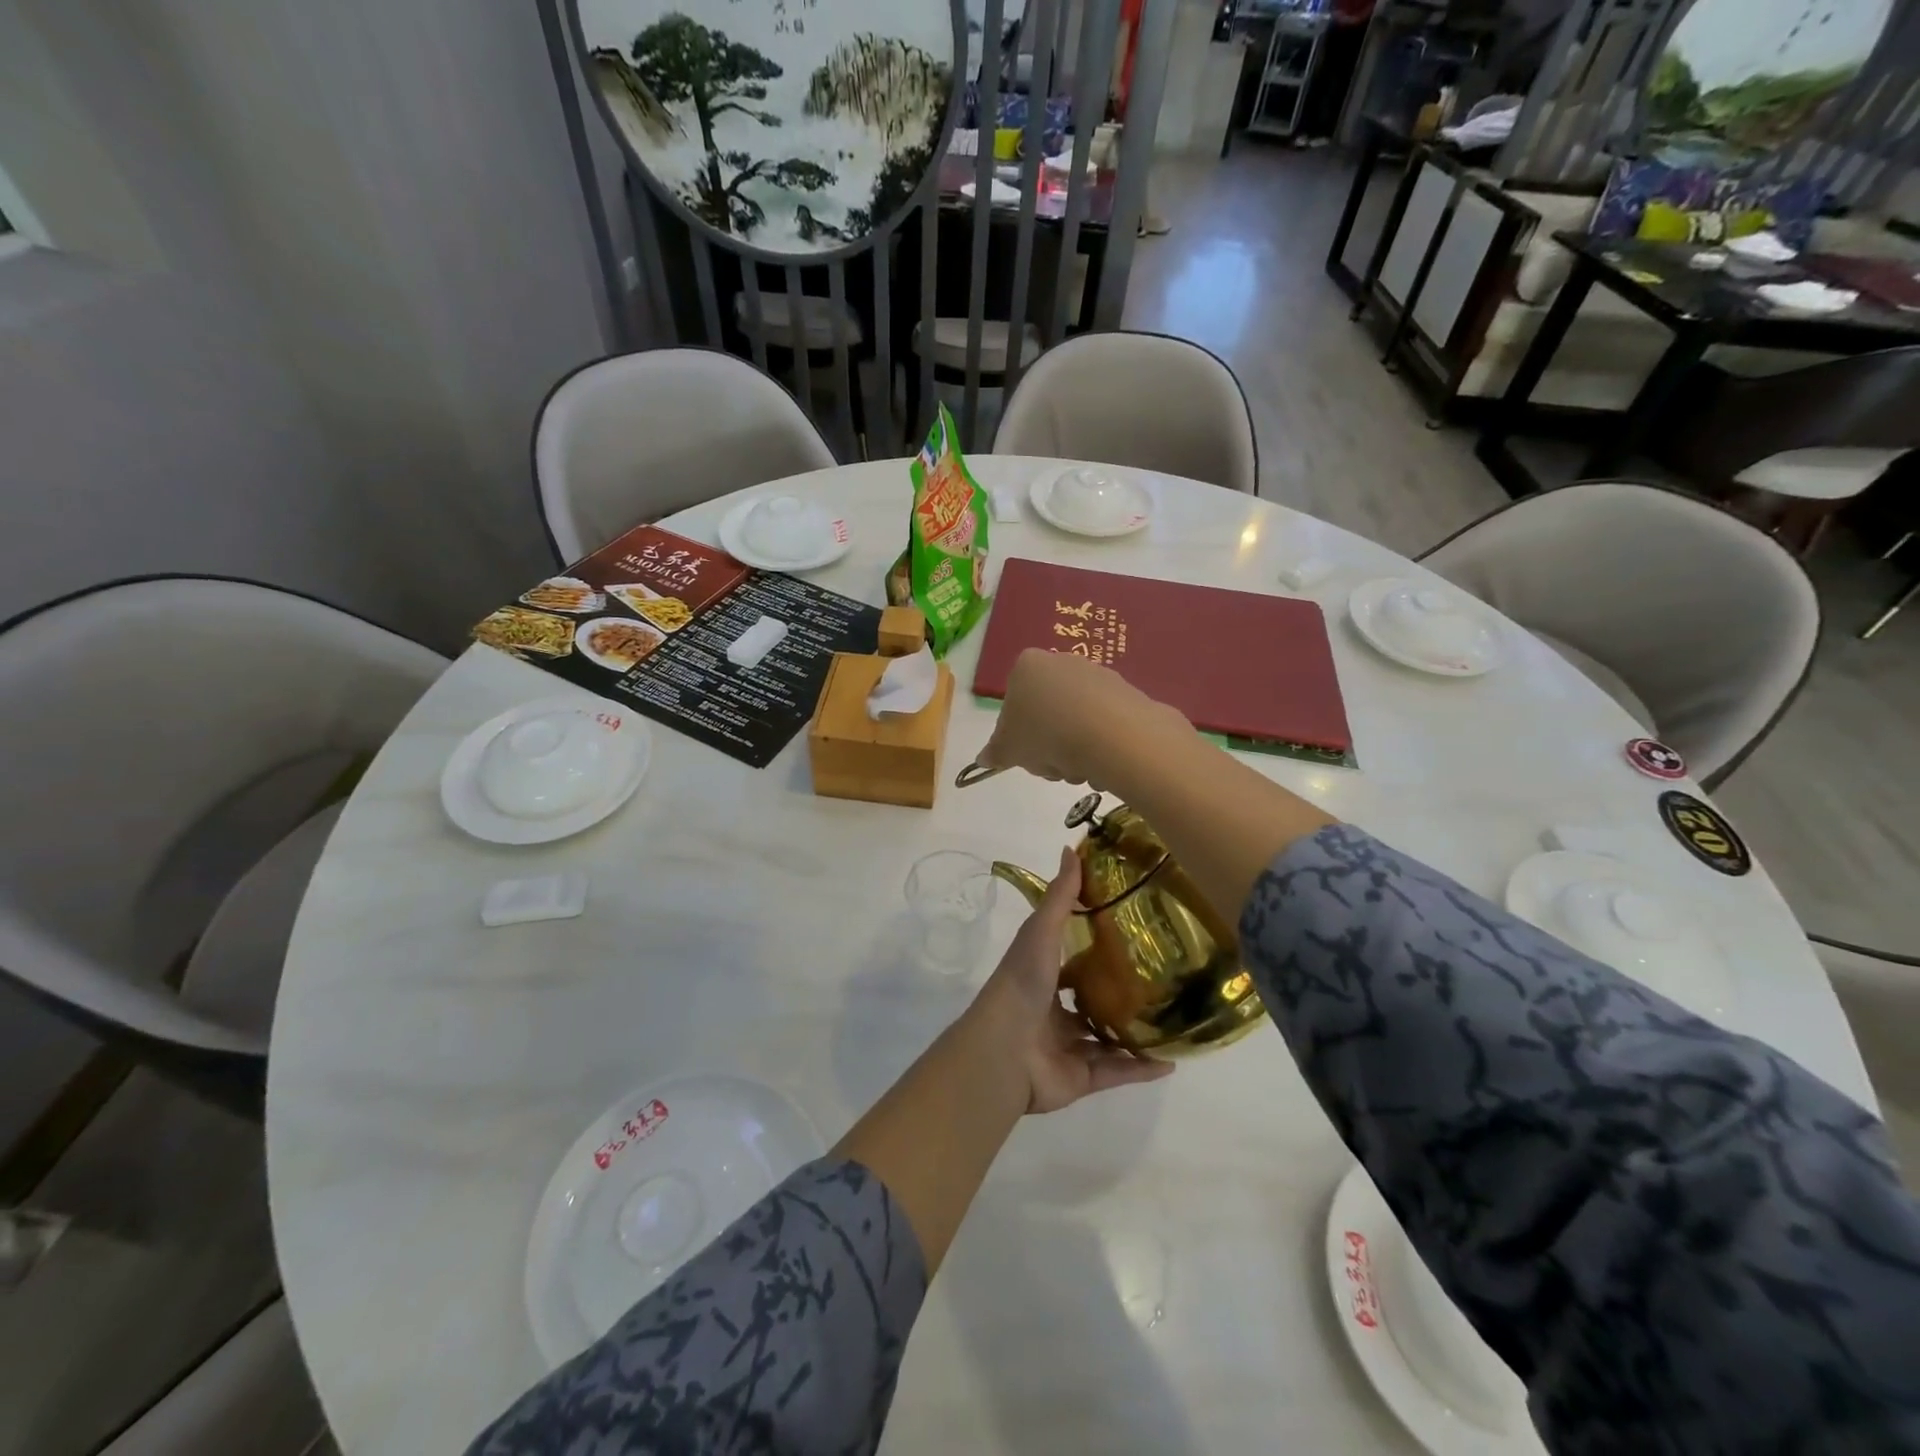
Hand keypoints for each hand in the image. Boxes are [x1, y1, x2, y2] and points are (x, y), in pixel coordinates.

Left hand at [970, 846, 1172, 1114]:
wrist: (1004, 1051)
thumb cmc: (1022, 984)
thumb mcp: (1040, 932)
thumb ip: (1059, 896)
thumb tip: (1071, 848)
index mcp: (1041, 976)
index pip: (1071, 959)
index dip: (1095, 946)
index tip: (1132, 931)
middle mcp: (1053, 1010)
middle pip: (1090, 1000)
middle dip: (1119, 992)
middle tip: (1162, 979)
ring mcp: (1067, 1045)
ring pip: (1106, 1039)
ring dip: (1135, 1033)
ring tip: (1173, 1019)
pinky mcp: (1081, 1077)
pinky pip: (1117, 1073)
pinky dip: (1142, 1069)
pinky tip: (1171, 1061)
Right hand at [973, 650, 1185, 787]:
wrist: (1111, 735)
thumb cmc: (1046, 735)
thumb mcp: (1008, 749)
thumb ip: (994, 752)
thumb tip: (984, 759)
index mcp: (1027, 666)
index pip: (1014, 701)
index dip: (1017, 733)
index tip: (1026, 754)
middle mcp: (1062, 661)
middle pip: (1046, 712)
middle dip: (1048, 744)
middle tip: (1052, 766)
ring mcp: (1097, 674)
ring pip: (1075, 721)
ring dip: (1073, 750)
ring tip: (1079, 768)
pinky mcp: (1126, 691)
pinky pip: (1104, 723)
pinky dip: (1100, 744)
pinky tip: (1103, 762)